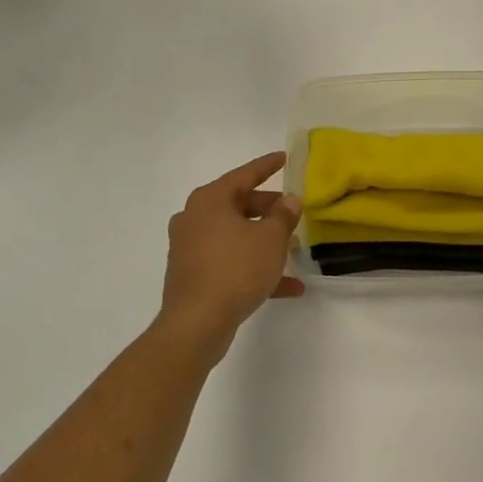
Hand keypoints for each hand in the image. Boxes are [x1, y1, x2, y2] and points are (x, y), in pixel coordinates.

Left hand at [156, 153, 304, 366]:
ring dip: (263, 242)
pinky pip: (229, 262)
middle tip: (292, 212)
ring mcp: (190, 247)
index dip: (267, 166)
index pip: (244, 174)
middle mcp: (195, 218)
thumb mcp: (270, 239)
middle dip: (268, 209)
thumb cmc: (236, 269)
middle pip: (238, 205)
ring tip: (292, 250)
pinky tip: (287, 288)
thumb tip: (289, 200)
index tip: (284, 158)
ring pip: (235, 235)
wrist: (196, 323)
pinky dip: (253, 268)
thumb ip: (283, 216)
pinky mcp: (192, 274)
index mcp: (210, 200)